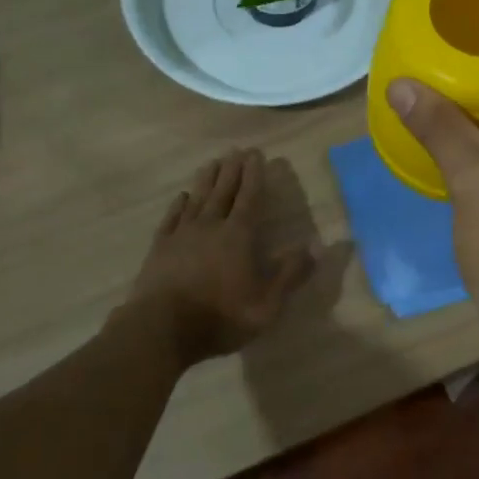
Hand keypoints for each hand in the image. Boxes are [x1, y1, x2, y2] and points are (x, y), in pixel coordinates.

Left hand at [128, 148, 310, 363]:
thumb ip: (292, 273)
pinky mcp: (160, 248)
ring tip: (212, 162)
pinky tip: (182, 197)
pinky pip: (171, 218)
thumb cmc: (220, 317)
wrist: (161, 329)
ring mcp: (182, 235)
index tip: (256, 154)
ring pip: (197, 199)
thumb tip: (318, 246)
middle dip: (232, 169)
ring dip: (206, 179)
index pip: (250, 197)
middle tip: (236, 149)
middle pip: (223, 191)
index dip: (254, 175)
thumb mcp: (267, 304)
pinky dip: (178, 205)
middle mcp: (210, 226)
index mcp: (238, 236)